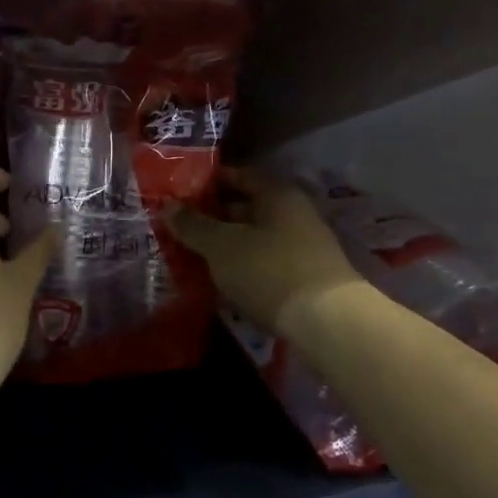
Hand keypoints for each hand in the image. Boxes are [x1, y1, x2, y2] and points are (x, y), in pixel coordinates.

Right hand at [168, 169, 366, 336]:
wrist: (328, 322)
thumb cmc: (269, 270)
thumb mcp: (221, 246)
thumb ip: (193, 225)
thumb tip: (169, 206)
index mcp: (277, 193)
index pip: (240, 175)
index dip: (210, 181)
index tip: (182, 191)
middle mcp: (295, 212)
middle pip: (249, 206)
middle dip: (216, 215)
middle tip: (183, 225)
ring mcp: (305, 245)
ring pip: (257, 236)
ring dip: (230, 243)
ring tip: (196, 254)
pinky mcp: (307, 276)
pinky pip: (267, 260)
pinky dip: (246, 264)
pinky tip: (224, 279)